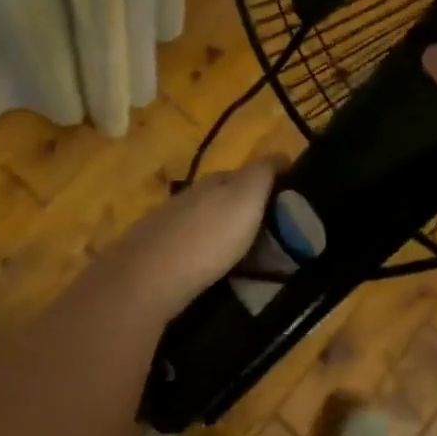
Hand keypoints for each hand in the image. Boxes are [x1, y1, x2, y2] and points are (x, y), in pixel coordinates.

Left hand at [97, 158, 278, 312]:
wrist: (146, 280)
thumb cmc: (206, 238)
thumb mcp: (245, 197)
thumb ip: (261, 174)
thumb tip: (281, 155)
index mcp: (212, 182)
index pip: (244, 174)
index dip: (267, 185)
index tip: (289, 206)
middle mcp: (188, 198)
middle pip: (222, 199)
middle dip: (245, 212)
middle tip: (273, 238)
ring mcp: (168, 227)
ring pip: (205, 225)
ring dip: (224, 236)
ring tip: (248, 259)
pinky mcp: (156, 258)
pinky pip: (191, 251)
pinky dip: (206, 256)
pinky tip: (214, 272)